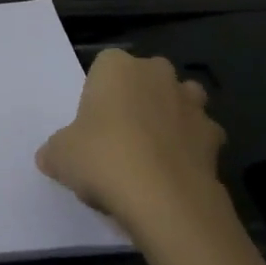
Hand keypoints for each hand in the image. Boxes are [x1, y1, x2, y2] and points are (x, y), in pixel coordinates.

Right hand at [35, 48, 225, 232]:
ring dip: (170, 118)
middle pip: (145, 79)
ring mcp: (191, 102)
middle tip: (119, 140)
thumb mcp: (60, 156)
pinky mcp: (215, 135)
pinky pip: (200, 137)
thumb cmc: (103, 159)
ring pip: (180, 100)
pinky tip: (175, 175)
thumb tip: (51, 156)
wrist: (164, 197)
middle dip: (137, 100)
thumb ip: (56, 150)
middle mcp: (157, 73)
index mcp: (117, 66)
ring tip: (152, 154)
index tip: (91, 127)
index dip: (98, 96)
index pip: (104, 67)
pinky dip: (191, 150)